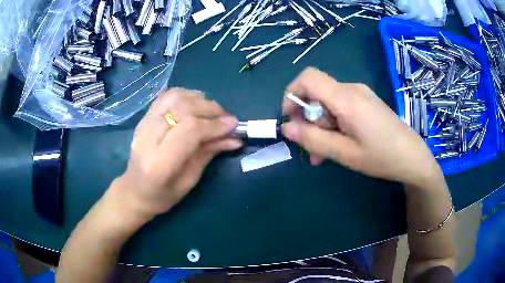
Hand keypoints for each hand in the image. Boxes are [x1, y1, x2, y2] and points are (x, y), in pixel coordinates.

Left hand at [112, 88, 241, 218]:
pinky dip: (186, 96)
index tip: (233, 125)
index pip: (189, 130)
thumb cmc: (163, 195)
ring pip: (174, 97)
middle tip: (226, 118)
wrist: (134, 190)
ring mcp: (143, 124)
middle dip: (210, 109)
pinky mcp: (144, 117)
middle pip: (182, 108)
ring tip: (212, 112)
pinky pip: (167, 96)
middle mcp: (147, 138)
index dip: (214, 125)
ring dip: (199, 100)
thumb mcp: (190, 180)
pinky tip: (196, 105)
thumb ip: (209, 153)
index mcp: (159, 163)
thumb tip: (235, 137)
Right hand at [282, 67, 441, 186]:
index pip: (308, 78)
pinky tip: (339, 144)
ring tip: (323, 154)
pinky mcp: (366, 102)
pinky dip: (333, 124)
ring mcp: (361, 94)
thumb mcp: (344, 153)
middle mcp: (352, 89)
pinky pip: (341, 107)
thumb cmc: (381, 157)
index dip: (292, 94)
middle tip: (310, 149)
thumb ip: (313, 139)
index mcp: (346, 98)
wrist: (412, 157)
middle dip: (308, 120)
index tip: (290, 119)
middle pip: (317, 94)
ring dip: (321, 126)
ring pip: (328, 103)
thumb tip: (286, 128)